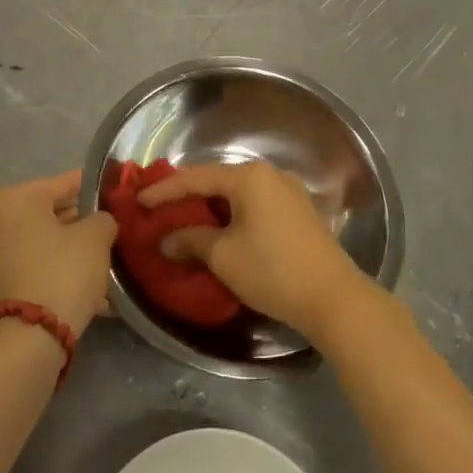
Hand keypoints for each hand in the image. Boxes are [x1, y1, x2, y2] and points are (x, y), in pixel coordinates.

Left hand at [0, 170, 116, 334]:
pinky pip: (36, 268)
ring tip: (107, 265)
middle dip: (83, 225)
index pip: (66, 182)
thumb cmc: (63, 271)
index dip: (96, 190)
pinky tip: (91, 290)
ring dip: (73, 253)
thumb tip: (100, 222)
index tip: (117, 197)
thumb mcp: (96, 236)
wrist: (29, 338)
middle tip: (114, 235)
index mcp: (16, 198)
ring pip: (45, 245)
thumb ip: (103, 218)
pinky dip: (59, 273)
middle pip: (52, 214)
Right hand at [137, 161, 373, 340]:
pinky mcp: (299, 212)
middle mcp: (270, 175)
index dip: (165, 190)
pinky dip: (234, 214)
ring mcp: (289, 192)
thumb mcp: (223, 256)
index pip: (196, 178)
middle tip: (160, 209)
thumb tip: (168, 240)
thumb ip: (191, 240)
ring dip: (212, 208)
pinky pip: (256, 204)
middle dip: (189, 197)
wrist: (333, 297)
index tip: (139, 201)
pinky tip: (221, 230)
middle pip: (219, 181)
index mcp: (249, 177)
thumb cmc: (272, 270)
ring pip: (239, 194)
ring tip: (186, 221)